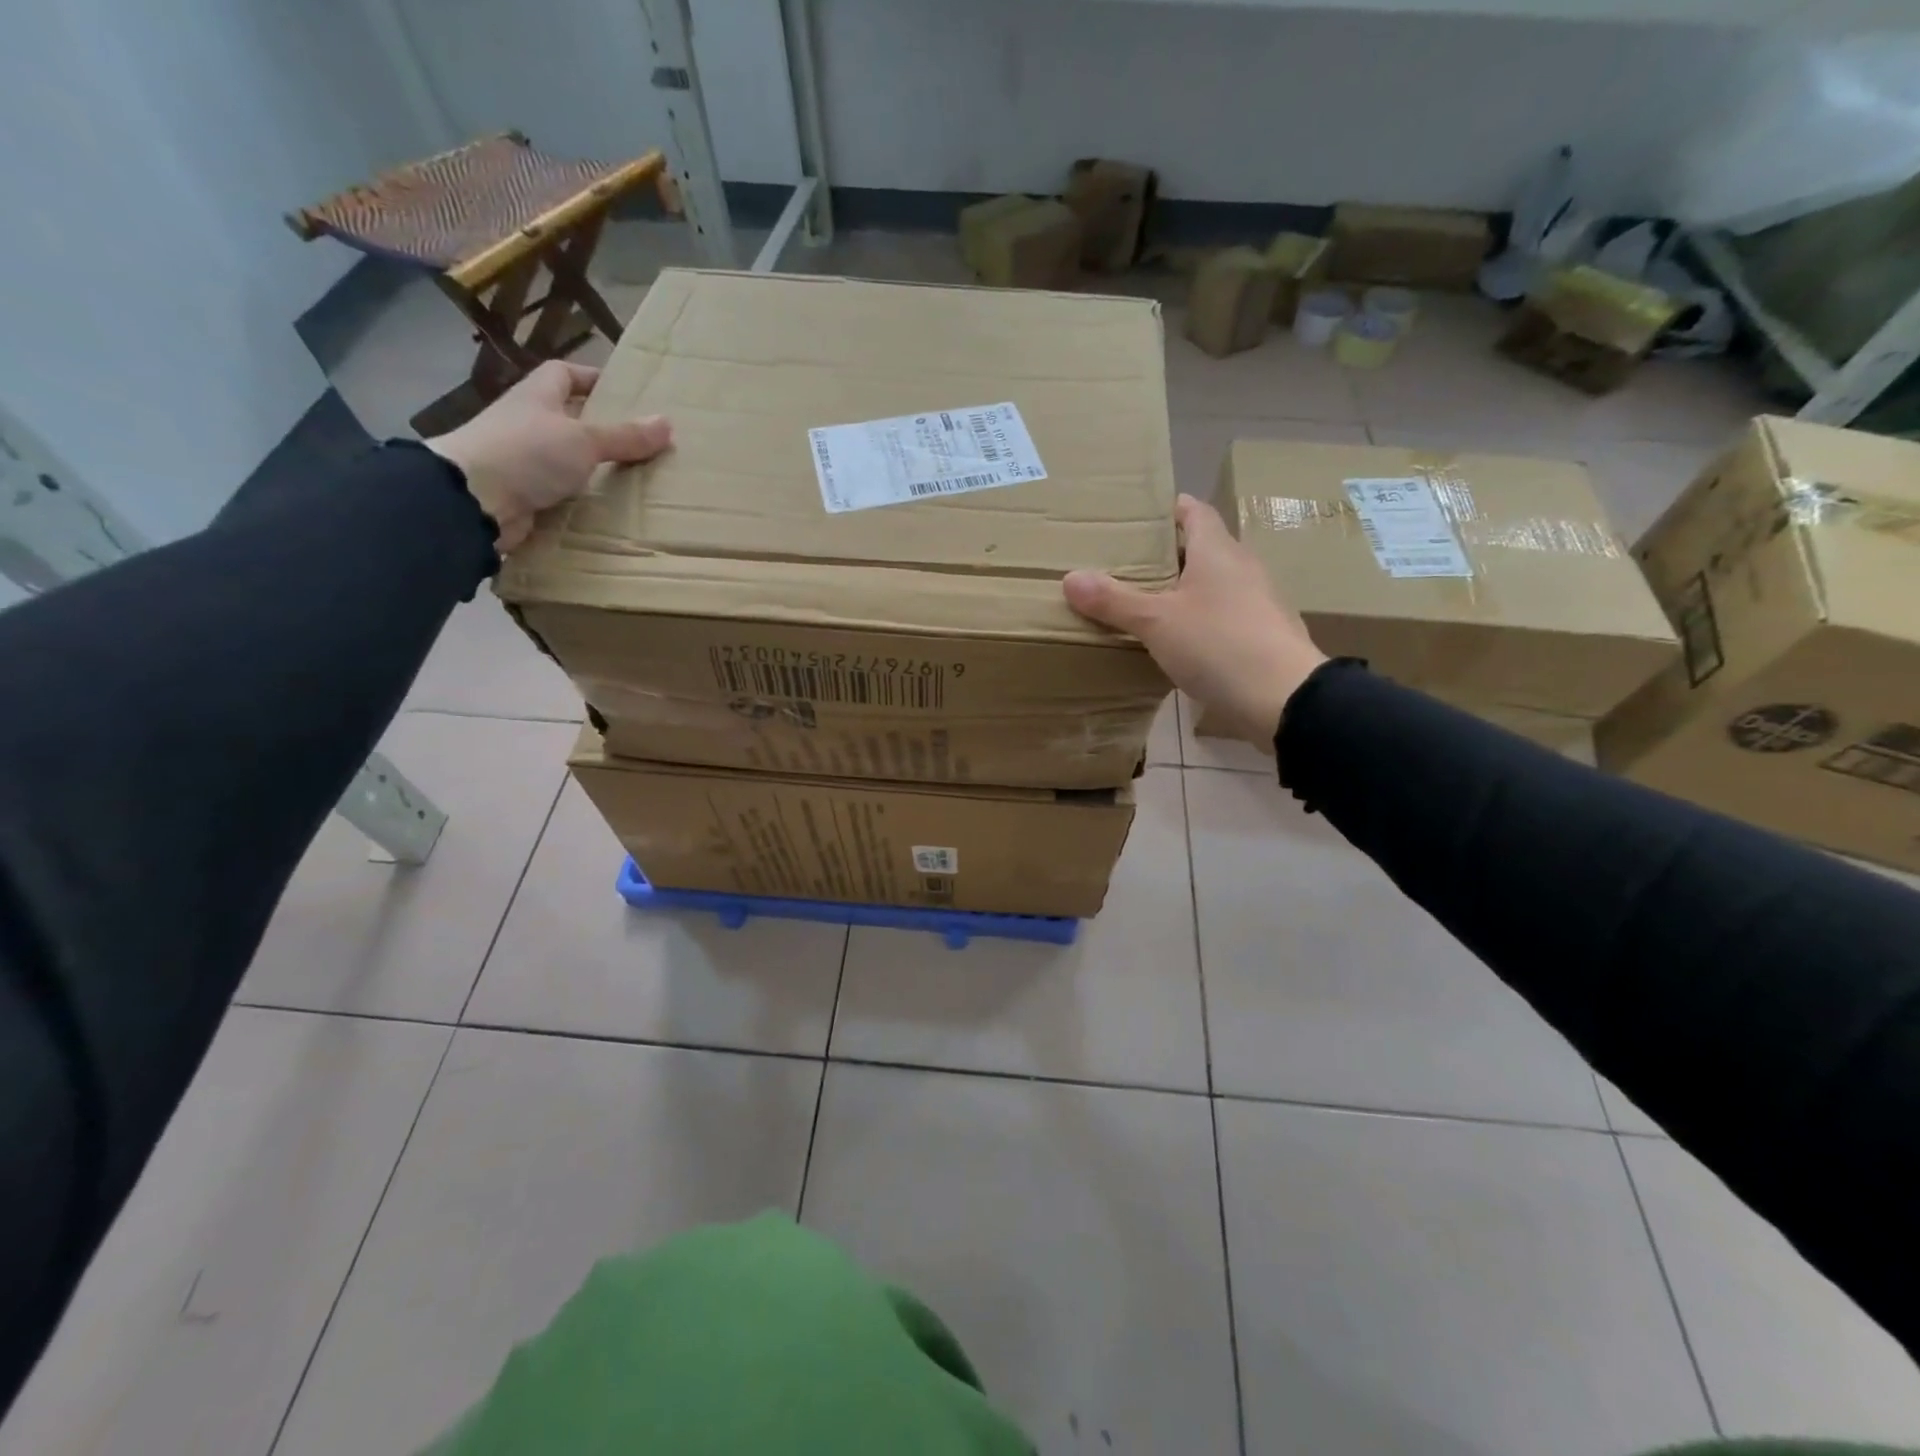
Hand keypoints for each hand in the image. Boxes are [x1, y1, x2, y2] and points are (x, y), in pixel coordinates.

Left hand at [426, 361, 671, 552]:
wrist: (472, 501)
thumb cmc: (527, 453)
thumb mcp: (584, 440)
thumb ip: (625, 435)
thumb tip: (667, 423)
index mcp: (537, 397)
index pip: (563, 373)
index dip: (591, 378)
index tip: (623, 393)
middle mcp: (527, 423)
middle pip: (566, 417)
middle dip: (599, 427)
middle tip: (638, 441)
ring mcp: (521, 460)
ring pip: (564, 457)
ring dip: (591, 466)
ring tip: (630, 477)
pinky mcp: (522, 494)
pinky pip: (559, 492)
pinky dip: (579, 498)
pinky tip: (604, 507)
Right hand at [1064, 494, 1326, 743]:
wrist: (1284, 698)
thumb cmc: (1218, 644)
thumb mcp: (1156, 622)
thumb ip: (1114, 600)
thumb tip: (1071, 578)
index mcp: (1218, 551)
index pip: (1194, 512)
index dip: (1168, 509)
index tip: (1138, 516)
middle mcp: (1242, 568)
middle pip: (1203, 548)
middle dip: (1168, 554)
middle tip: (1128, 564)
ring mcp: (1258, 603)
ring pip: (1214, 585)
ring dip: (1184, 590)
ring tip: (1145, 603)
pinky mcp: (1262, 636)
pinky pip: (1223, 616)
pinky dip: (1199, 620)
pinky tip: (1178, 641)